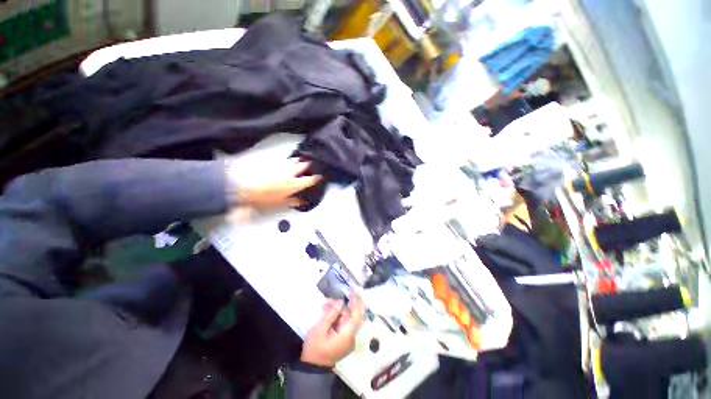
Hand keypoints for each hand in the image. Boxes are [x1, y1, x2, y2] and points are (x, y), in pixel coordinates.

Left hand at [227, 158, 321, 210]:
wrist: (241, 185)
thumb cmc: (261, 197)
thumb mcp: (279, 203)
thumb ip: (292, 202)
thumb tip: (300, 202)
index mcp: (293, 184)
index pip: (309, 180)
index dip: (315, 178)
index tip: (319, 177)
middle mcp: (289, 172)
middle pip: (303, 166)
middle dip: (308, 165)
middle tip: (310, 164)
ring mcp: (280, 165)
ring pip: (293, 160)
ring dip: (298, 160)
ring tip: (300, 160)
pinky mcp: (270, 160)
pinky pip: (282, 158)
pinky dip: (286, 159)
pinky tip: (285, 160)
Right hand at [301, 294, 365, 367]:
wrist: (311, 368)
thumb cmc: (315, 348)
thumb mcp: (320, 329)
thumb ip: (331, 314)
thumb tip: (341, 302)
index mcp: (347, 335)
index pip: (356, 315)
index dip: (356, 302)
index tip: (355, 291)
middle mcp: (351, 337)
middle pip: (349, 316)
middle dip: (340, 307)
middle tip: (327, 301)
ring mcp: (347, 339)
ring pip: (345, 319)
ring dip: (336, 312)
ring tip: (324, 306)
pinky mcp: (343, 340)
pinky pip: (342, 325)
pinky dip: (335, 318)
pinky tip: (327, 313)